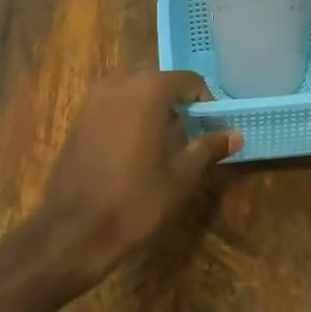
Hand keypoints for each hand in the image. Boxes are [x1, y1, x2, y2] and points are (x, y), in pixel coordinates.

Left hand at [34, 71, 240, 288]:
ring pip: (136, 95)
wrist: (74, 230)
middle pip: (160, 84)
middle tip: (193, 138)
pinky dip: (131, 119)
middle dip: (179, 106)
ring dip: (154, 112)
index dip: (205, 102)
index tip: (212, 128)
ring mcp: (93, 100)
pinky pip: (115, 107)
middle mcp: (119, 83)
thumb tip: (236, 134)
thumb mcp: (182, 176)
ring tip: (167, 146)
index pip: (188, 81)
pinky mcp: (78, 119)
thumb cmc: (136, 200)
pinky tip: (138, 151)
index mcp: (148, 90)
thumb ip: (209, 147)